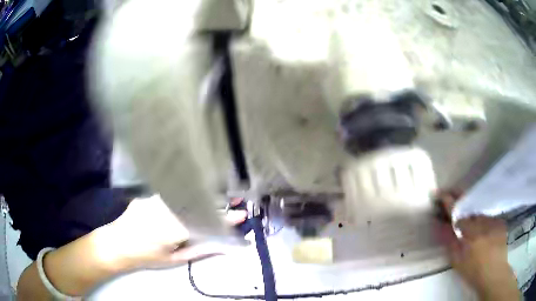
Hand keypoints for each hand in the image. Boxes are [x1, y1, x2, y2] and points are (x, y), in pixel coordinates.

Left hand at [95, 194, 246, 271]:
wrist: (117, 244)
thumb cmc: (147, 256)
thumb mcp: (175, 259)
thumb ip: (199, 251)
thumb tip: (221, 247)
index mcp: (172, 229)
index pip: (205, 221)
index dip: (224, 218)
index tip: (240, 215)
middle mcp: (165, 210)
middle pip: (197, 204)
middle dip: (218, 203)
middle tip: (234, 201)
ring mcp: (155, 200)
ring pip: (185, 196)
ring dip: (202, 197)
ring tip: (216, 198)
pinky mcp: (148, 196)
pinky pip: (171, 195)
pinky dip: (184, 196)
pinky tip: (190, 197)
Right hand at [438, 193, 519, 300]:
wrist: (494, 274)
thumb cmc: (473, 272)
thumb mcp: (458, 262)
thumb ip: (450, 243)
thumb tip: (441, 226)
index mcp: (470, 232)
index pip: (457, 212)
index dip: (448, 201)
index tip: (440, 193)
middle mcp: (482, 222)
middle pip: (470, 205)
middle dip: (460, 197)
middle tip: (453, 193)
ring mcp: (493, 220)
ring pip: (480, 210)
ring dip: (472, 208)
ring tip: (467, 212)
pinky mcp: (500, 222)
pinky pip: (488, 215)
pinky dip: (482, 217)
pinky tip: (481, 224)